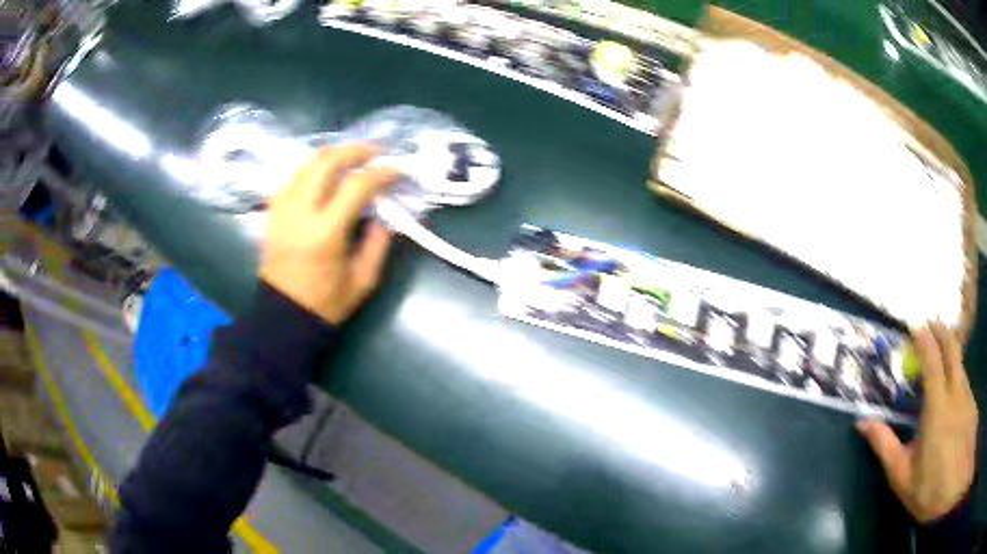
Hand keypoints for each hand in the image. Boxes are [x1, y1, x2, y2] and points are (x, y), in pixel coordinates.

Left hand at [260, 144, 398, 324]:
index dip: (380, 173)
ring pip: (306, 164)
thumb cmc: (326, 303)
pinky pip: (291, 178)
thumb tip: (386, 214)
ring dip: (332, 155)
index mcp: (326, 233)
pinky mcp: (272, 212)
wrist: (283, 315)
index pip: (356, 187)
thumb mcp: (363, 280)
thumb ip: (378, 243)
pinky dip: (310, 169)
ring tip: (351, 158)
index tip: (396, 169)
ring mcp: (282, 210)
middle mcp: (300, 213)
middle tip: (374, 153)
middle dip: (355, 151)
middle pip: (327, 162)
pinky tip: (323, 175)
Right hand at [857, 323, 977, 522]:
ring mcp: (967, 396)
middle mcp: (956, 392)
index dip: (924, 339)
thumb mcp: (904, 478)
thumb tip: (862, 422)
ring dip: (951, 348)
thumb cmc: (932, 488)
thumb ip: (886, 447)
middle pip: (952, 348)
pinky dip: (957, 371)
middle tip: (931, 322)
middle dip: (941, 330)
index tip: (914, 326)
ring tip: (941, 349)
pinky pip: (964, 379)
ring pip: (960, 362)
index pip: (932, 360)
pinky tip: (953, 387)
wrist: (956, 485)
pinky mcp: (972, 404)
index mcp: (938, 407)